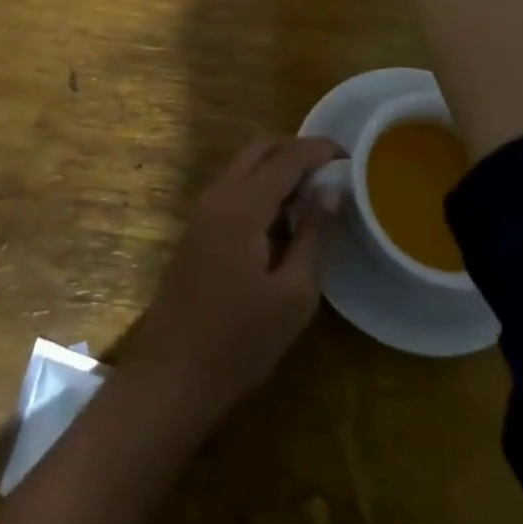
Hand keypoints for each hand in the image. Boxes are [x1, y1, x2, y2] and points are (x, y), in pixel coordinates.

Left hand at [125, 137, 343, 422]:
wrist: (171, 374)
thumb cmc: (239, 341)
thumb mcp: (293, 296)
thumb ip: (313, 236)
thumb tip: (330, 191)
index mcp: (242, 206)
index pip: (286, 158)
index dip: (319, 150)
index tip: (350, 155)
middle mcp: (218, 195)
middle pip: (259, 149)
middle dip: (296, 149)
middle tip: (330, 170)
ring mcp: (202, 211)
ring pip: (243, 166)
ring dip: (276, 167)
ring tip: (313, 194)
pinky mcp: (196, 229)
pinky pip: (232, 188)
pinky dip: (260, 186)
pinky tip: (282, 219)